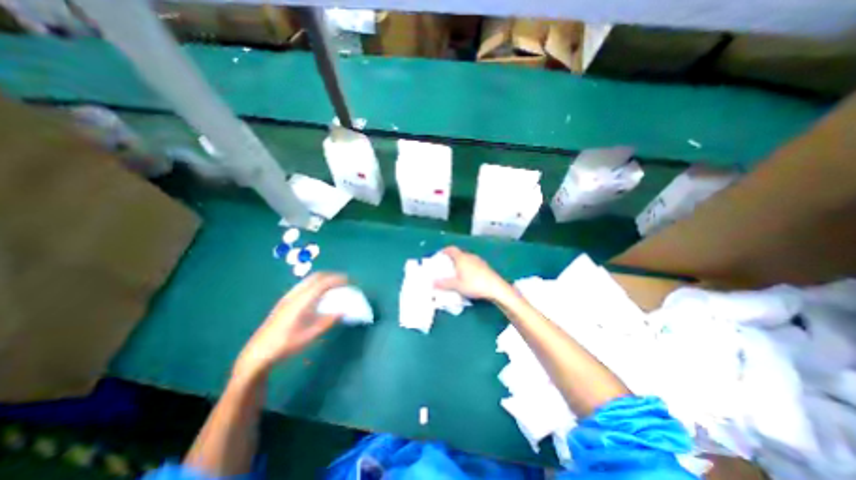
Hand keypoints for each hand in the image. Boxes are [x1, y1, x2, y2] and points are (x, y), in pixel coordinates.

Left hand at [233, 274, 345, 378]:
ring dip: (325, 278)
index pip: (322, 283)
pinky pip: (305, 285)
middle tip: (345, 281)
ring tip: (336, 285)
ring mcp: (288, 296)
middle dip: (333, 275)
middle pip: (316, 277)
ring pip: (310, 279)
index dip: (338, 279)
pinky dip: (317, 283)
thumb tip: (343, 311)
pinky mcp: (285, 300)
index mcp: (300, 302)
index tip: (350, 281)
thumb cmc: (284, 346)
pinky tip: (320, 293)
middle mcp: (294, 295)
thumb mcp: (308, 336)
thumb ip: (327, 322)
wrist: (257, 353)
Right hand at [437, 246, 510, 301]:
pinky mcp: (485, 267)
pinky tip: (468, 278)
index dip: (444, 251)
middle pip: (458, 254)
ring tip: (456, 274)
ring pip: (466, 259)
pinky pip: (473, 264)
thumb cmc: (474, 284)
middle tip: (446, 268)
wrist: (496, 288)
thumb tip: (432, 283)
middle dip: (451, 260)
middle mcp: (470, 256)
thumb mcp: (457, 285)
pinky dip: (468, 268)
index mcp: (461, 258)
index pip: (451, 249)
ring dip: (460, 264)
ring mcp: (479, 260)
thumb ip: (444, 284)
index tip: (439, 255)